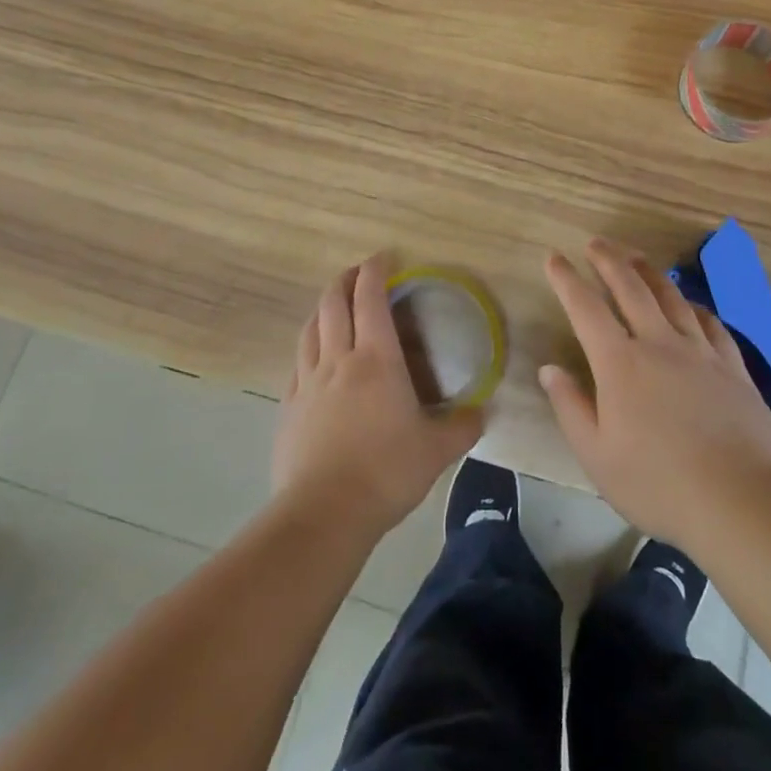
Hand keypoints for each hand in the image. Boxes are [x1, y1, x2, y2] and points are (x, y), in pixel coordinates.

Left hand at [272, 254, 483, 541]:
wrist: (323, 513)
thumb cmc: (386, 471)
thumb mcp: (436, 451)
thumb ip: (462, 427)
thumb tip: (482, 414)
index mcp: (376, 358)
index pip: (371, 297)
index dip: (376, 270)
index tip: (385, 256)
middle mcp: (338, 359)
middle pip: (333, 302)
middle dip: (345, 279)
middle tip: (358, 273)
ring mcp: (307, 382)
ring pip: (310, 328)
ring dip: (322, 308)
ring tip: (333, 305)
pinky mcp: (288, 407)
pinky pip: (297, 363)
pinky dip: (308, 347)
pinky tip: (314, 358)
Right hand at [540, 239, 770, 552]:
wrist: (741, 501)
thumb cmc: (659, 484)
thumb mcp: (597, 456)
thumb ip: (570, 407)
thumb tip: (549, 369)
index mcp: (620, 363)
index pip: (586, 308)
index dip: (567, 279)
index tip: (554, 257)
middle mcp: (659, 343)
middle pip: (631, 287)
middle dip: (609, 260)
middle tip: (596, 243)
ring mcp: (700, 351)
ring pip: (671, 297)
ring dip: (649, 272)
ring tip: (636, 257)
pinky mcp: (732, 366)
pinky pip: (709, 323)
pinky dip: (693, 307)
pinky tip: (690, 306)